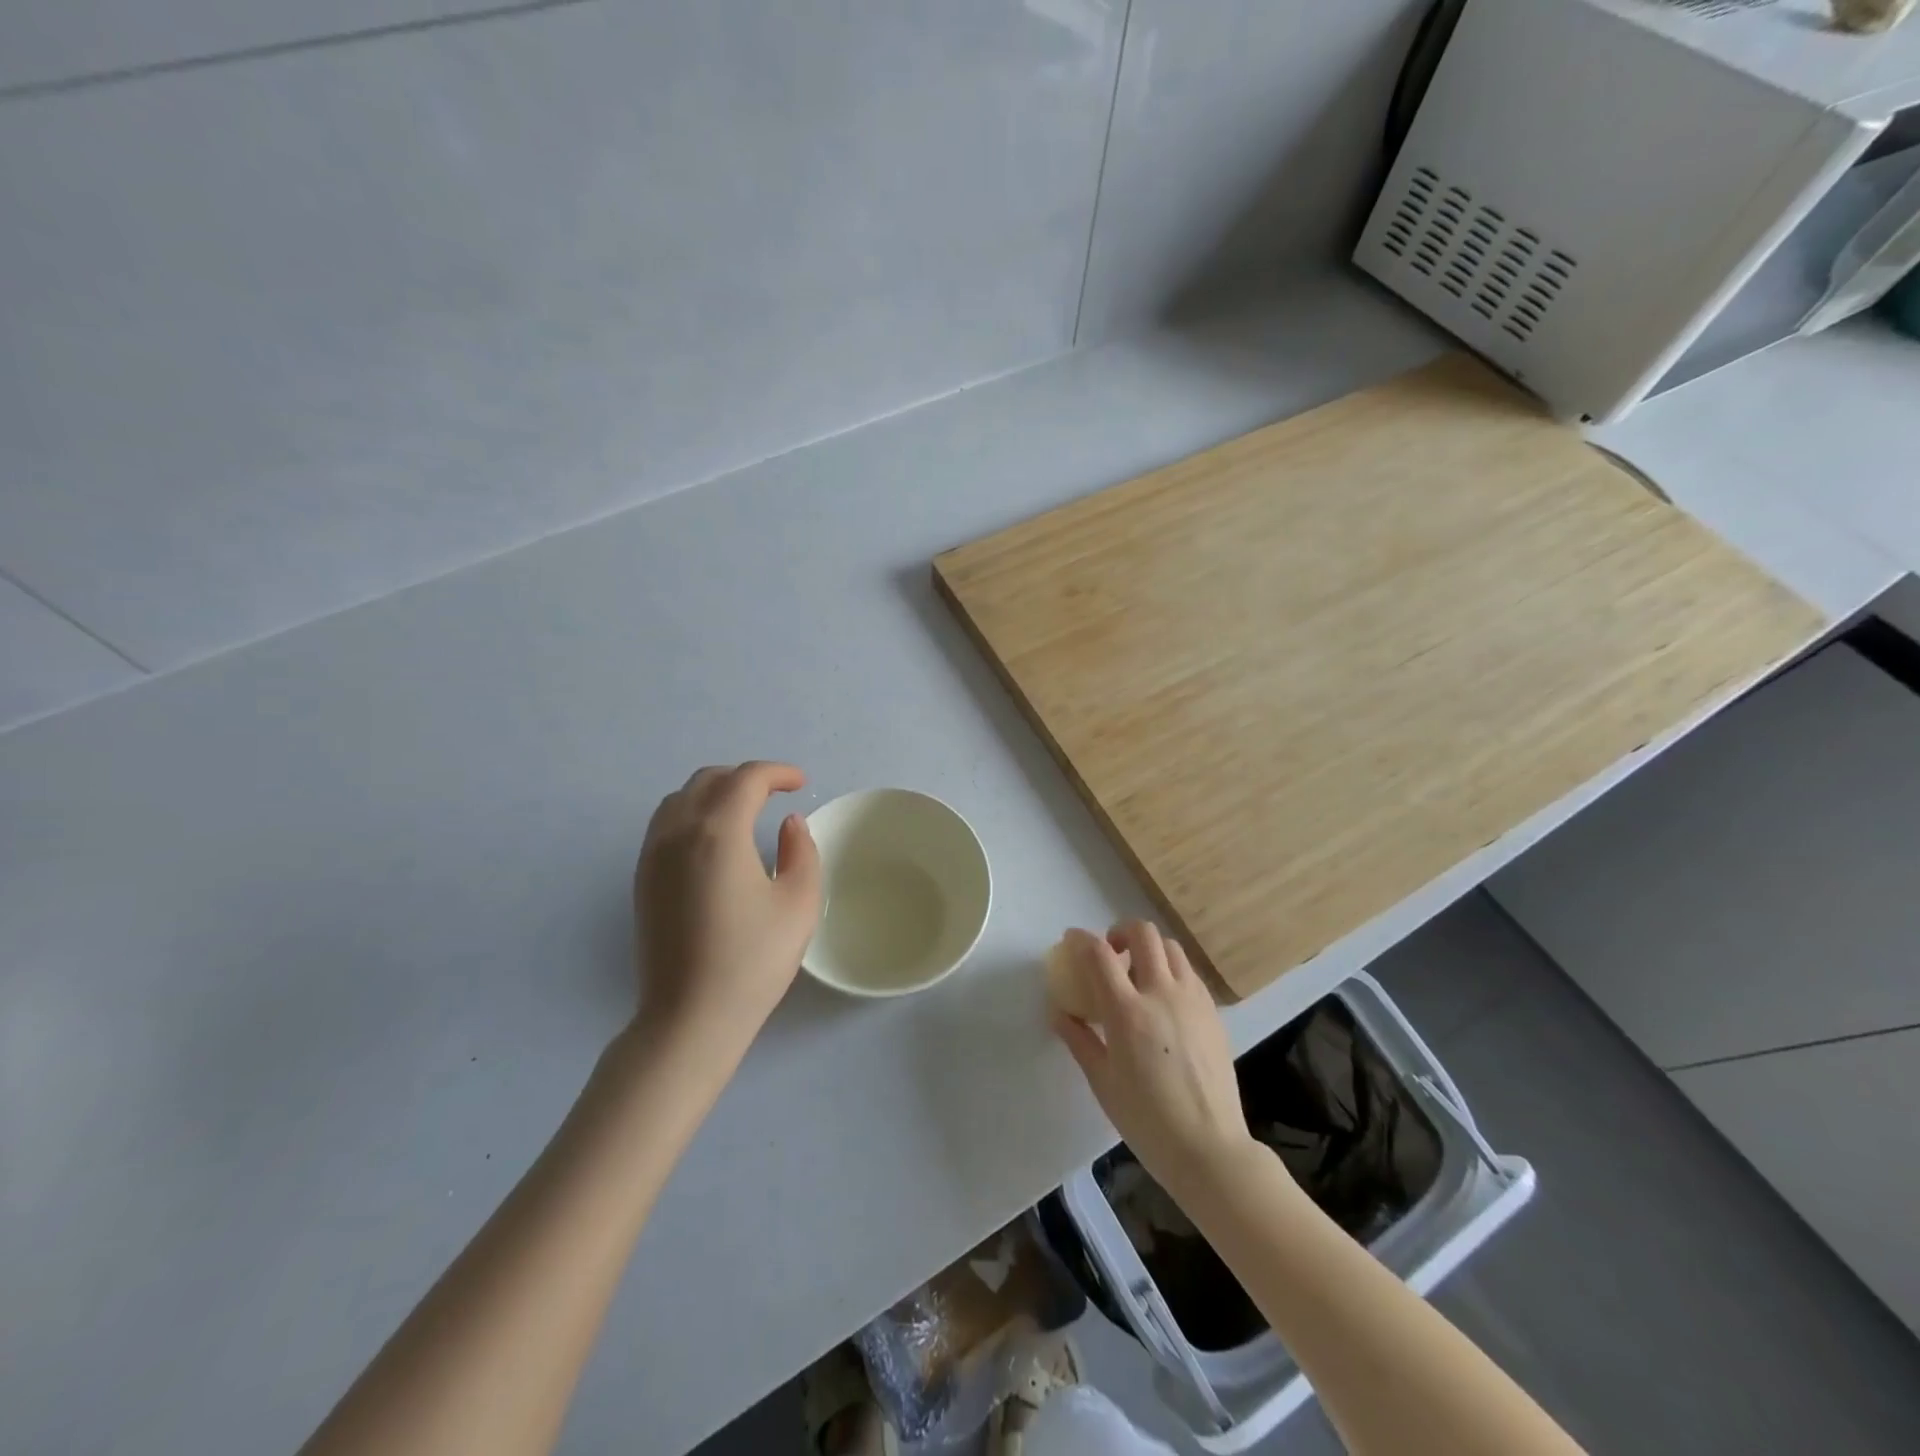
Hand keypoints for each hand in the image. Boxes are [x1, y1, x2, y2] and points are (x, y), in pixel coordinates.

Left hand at [632, 762, 821, 1057]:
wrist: (689, 1018)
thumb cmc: (752, 961)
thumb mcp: (799, 904)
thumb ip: (802, 851)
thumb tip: (788, 823)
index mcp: (718, 833)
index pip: (747, 779)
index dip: (778, 772)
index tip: (801, 783)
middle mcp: (678, 833)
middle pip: (708, 780)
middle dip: (745, 777)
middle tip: (776, 793)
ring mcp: (652, 856)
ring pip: (680, 799)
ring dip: (715, 792)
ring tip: (745, 810)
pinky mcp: (642, 880)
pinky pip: (665, 824)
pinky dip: (692, 813)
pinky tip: (714, 840)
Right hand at [1048, 921, 1253, 1194]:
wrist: (1209, 1148)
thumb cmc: (1146, 1120)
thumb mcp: (1102, 1081)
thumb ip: (1079, 1039)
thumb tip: (1059, 1012)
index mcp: (1127, 1012)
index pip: (1098, 954)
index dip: (1080, 939)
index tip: (1071, 939)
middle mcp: (1161, 994)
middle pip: (1142, 934)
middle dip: (1119, 931)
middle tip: (1110, 952)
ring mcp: (1192, 999)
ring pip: (1170, 947)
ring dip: (1149, 949)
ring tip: (1138, 974)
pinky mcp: (1213, 1012)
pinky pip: (1189, 972)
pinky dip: (1171, 969)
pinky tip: (1163, 999)